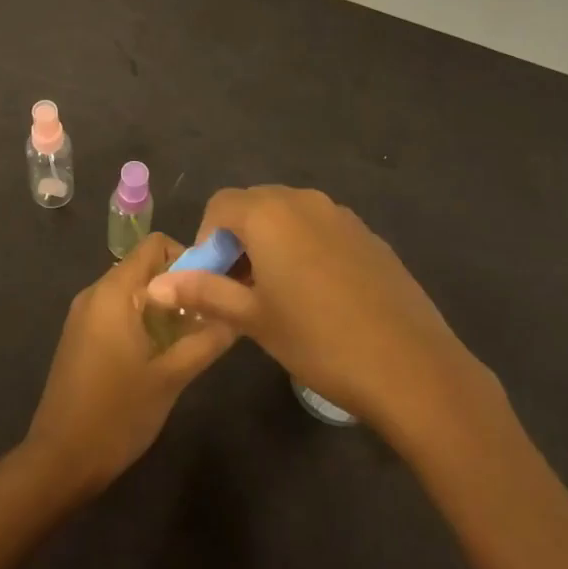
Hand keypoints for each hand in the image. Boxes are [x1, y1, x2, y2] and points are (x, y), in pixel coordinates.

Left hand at [20, 233, 236, 499]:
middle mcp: (95, 292)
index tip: (211, 287)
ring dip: (162, 305)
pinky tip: (159, 354)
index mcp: (114, 292)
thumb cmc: (117, 414)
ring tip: (189, 337)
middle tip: (207, 317)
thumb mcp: (171, 378)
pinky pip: (116, 310)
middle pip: (143, 267)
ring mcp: (83, 315)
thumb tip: (237, 316)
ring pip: (131, 291)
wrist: (60, 459)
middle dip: (178, 285)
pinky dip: (141, 319)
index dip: (187, 257)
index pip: (154, 245)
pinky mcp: (79, 336)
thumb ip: (206, 341)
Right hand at [145, 187, 480, 434]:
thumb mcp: (253, 319)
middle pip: (255, 205)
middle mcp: (304, 201)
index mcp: (269, 213)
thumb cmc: (319, 340)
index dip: (207, 240)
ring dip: (272, 243)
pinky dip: (305, 249)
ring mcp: (341, 215)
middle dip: (238, 239)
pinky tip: (319, 296)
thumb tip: (155, 285)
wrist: (412, 367)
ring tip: (278, 295)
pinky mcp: (368, 236)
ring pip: (289, 216)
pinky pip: (321, 229)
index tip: (212, 281)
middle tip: (240, 290)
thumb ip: (203, 292)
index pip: (220, 205)